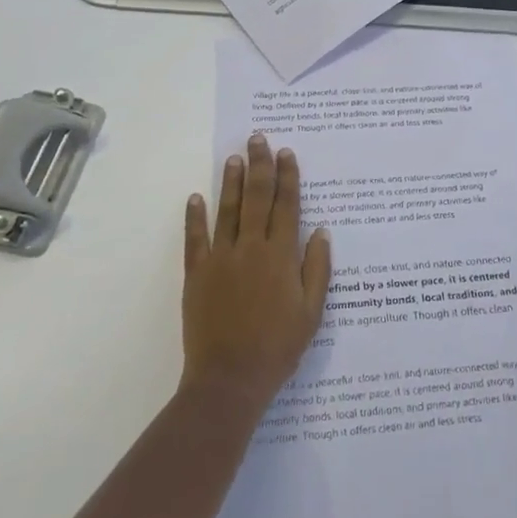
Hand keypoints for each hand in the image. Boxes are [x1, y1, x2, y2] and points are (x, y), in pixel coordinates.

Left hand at [180, 134, 331, 418]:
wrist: (230, 378)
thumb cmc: (278, 347)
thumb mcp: (312, 311)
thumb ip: (317, 268)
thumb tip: (322, 230)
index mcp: (281, 255)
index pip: (287, 206)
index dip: (288, 177)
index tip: (286, 152)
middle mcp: (251, 248)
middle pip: (256, 198)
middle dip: (259, 166)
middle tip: (258, 138)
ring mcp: (220, 259)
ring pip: (227, 210)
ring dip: (230, 181)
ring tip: (233, 157)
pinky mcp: (197, 274)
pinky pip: (195, 239)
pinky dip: (195, 217)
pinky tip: (195, 197)